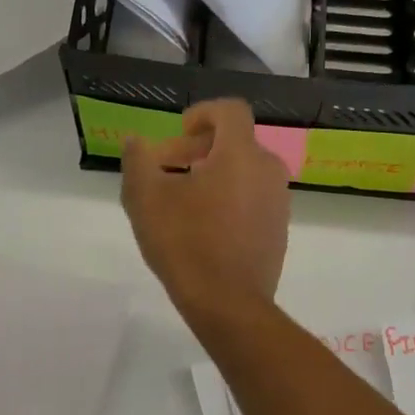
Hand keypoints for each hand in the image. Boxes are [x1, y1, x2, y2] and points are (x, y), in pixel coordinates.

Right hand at [121, 99, 290, 315]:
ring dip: (213, 175)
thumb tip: (135, 141)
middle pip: (235, 143)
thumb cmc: (185, 243)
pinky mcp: (279, 229)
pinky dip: (230, 199)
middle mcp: (268, 170)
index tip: (179, 134)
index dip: (203, 113)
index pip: (230, 111)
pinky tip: (204, 228)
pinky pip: (253, 198)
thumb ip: (138, 160)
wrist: (229, 304)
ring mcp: (278, 201)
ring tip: (182, 201)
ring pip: (244, 172)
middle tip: (167, 171)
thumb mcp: (145, 198)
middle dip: (198, 149)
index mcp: (241, 154)